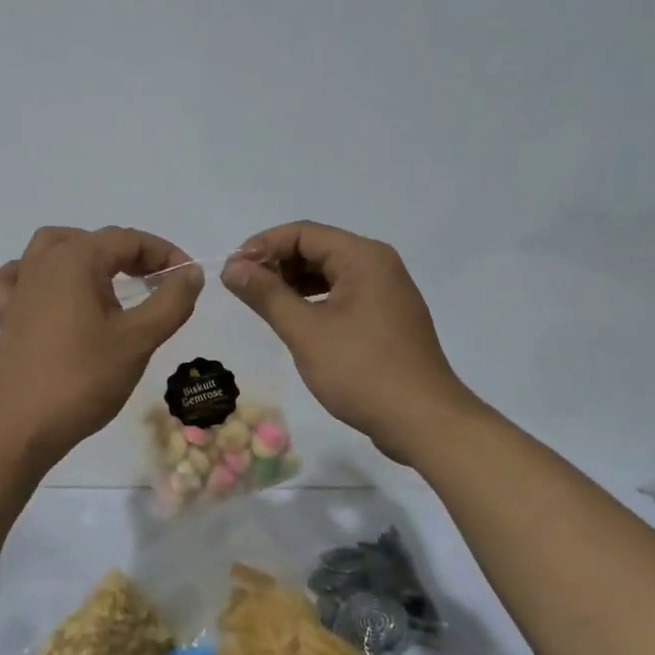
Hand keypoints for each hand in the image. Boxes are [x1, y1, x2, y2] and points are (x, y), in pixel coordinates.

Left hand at [0, 226, 202, 469]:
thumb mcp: (138, 340)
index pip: (128, 239)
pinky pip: (18, 278)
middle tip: (158, 284)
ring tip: (110, 282)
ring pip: (53, 249)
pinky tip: (52, 294)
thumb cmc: (83, 379)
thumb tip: (190, 273)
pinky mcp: (6, 315)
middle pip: (93, 241)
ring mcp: (20, 288)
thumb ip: (171, 301)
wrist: (19, 427)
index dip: (164, 254)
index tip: (188, 280)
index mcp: (75, 259)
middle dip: (131, 255)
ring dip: (86, 256)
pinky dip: (38, 276)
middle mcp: (43, 263)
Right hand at [223, 221, 477, 463]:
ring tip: (262, 303)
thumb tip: (231, 267)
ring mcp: (387, 291)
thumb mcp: (305, 331)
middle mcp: (378, 264)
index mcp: (363, 257)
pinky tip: (295, 319)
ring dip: (294, 282)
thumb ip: (266, 294)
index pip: (303, 233)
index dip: (262, 246)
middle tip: (242, 288)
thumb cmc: (361, 370)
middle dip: (277, 263)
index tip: (232, 270)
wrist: (423, 421)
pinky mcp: (388, 317)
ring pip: (330, 272)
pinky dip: (315, 300)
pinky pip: (345, 294)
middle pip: (317, 248)